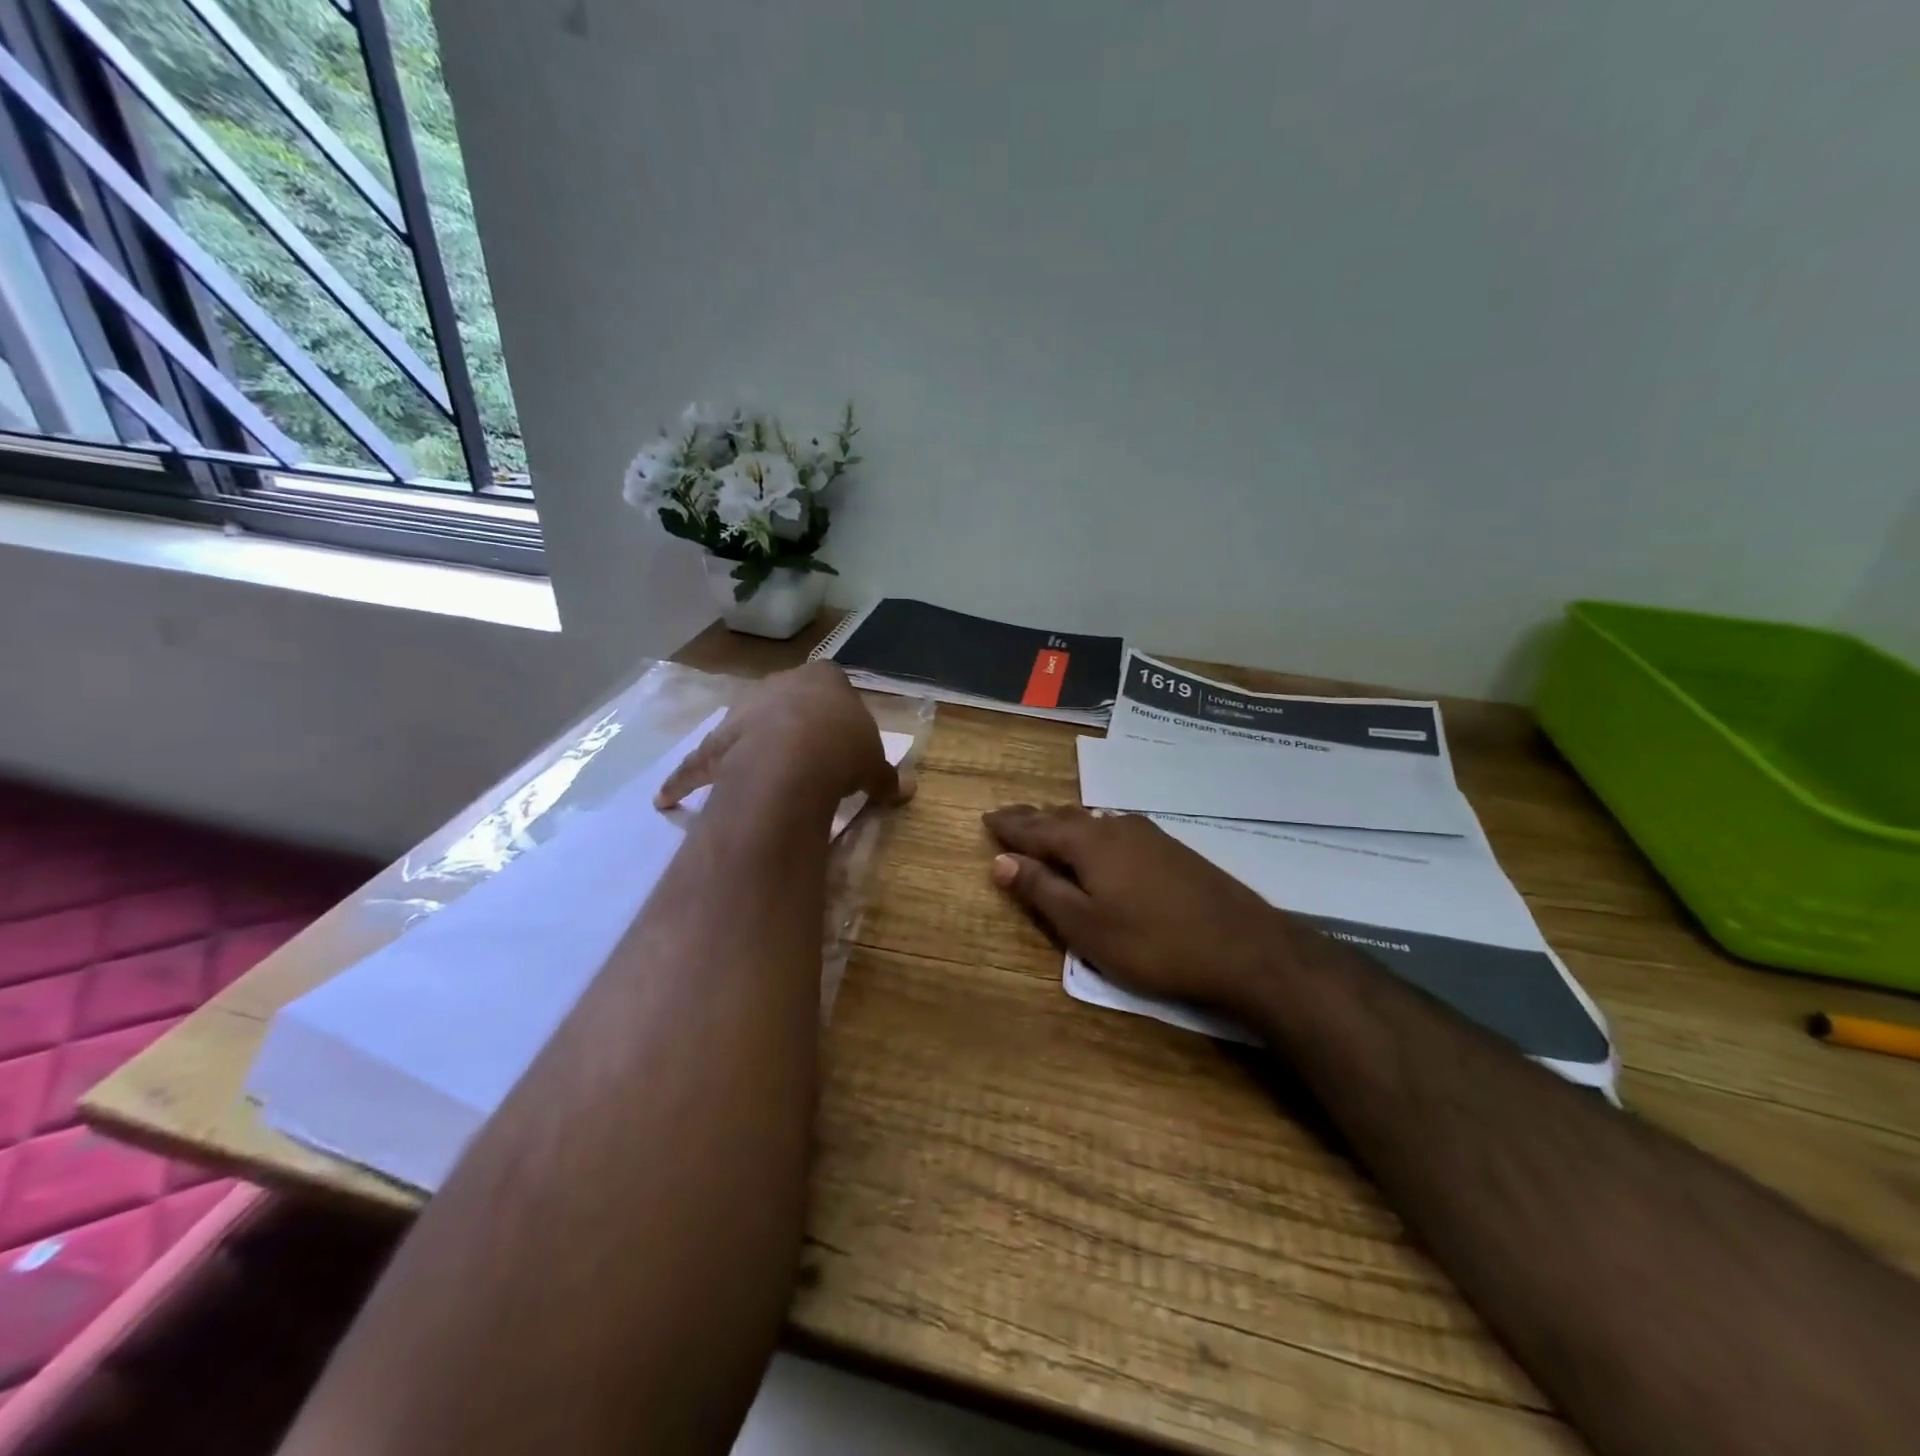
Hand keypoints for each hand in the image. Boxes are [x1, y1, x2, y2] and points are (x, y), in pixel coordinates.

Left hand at [656, 663, 910, 814]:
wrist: (795, 758)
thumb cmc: (842, 749)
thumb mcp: (874, 764)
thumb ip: (885, 776)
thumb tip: (905, 792)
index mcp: (825, 679)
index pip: (832, 683)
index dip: (837, 711)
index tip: (843, 736)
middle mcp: (782, 685)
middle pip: (787, 700)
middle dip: (794, 723)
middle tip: (807, 756)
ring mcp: (745, 710)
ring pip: (743, 725)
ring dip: (746, 744)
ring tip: (751, 772)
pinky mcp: (718, 741)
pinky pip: (702, 762)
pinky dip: (687, 781)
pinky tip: (668, 800)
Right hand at [983, 804, 1296, 1020]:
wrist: (1244, 947)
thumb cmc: (1152, 943)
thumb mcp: (1085, 926)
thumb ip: (1041, 891)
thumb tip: (1001, 861)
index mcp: (1088, 843)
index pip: (1036, 828)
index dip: (1009, 826)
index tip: (986, 819)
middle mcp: (1115, 827)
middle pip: (1063, 818)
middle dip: (1033, 819)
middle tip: (1008, 819)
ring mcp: (1148, 835)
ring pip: (1092, 822)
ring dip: (1063, 825)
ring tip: (1045, 828)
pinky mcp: (1171, 850)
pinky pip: (1115, 831)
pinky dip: (1091, 834)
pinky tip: (1098, 844)